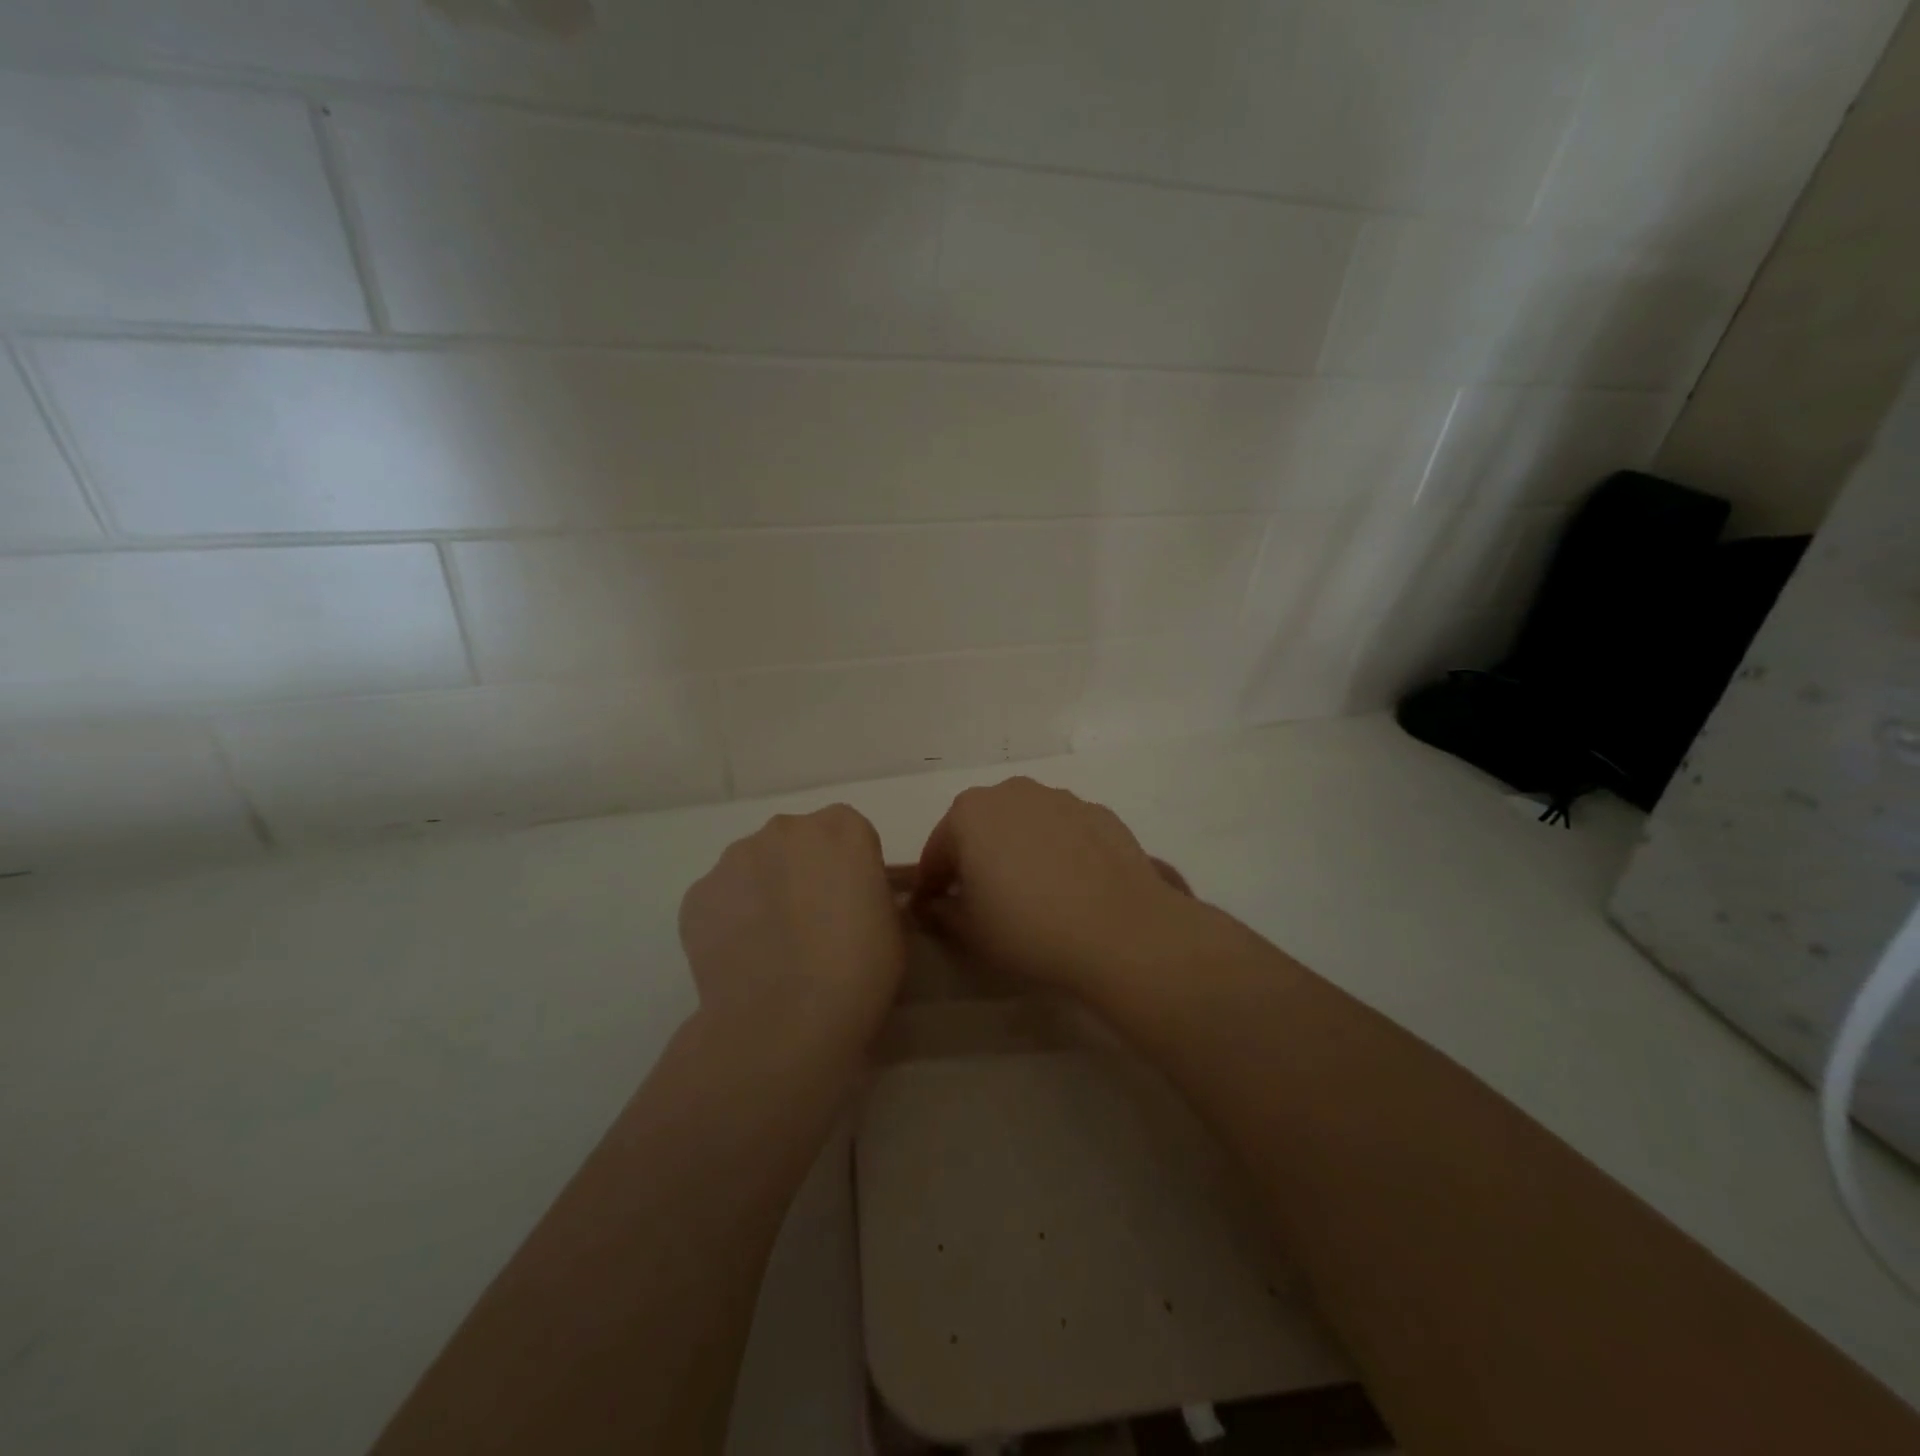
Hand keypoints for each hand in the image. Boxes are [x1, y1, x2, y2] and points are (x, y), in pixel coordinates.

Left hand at [679, 804, 904, 1042]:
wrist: (785, 1021)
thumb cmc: (859, 971)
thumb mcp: (892, 925)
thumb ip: (870, 893)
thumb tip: (851, 900)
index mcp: (843, 829)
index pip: (849, 833)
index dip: (850, 867)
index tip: (851, 903)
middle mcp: (787, 829)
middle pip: (797, 841)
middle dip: (803, 871)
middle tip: (811, 923)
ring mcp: (736, 858)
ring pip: (754, 865)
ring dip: (763, 890)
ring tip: (771, 946)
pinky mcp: (697, 893)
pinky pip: (721, 897)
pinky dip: (730, 918)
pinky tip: (742, 959)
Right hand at [911, 778, 1203, 1001]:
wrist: (1121, 930)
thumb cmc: (1029, 928)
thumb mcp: (970, 932)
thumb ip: (941, 912)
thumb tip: (934, 905)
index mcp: (970, 814)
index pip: (937, 852)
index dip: (931, 885)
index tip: (930, 911)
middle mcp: (1012, 792)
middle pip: (980, 828)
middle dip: (974, 860)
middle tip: (980, 900)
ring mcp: (1061, 798)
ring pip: (1024, 825)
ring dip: (1018, 850)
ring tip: (1030, 893)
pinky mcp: (1100, 813)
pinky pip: (1063, 832)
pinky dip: (1057, 851)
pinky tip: (1069, 886)